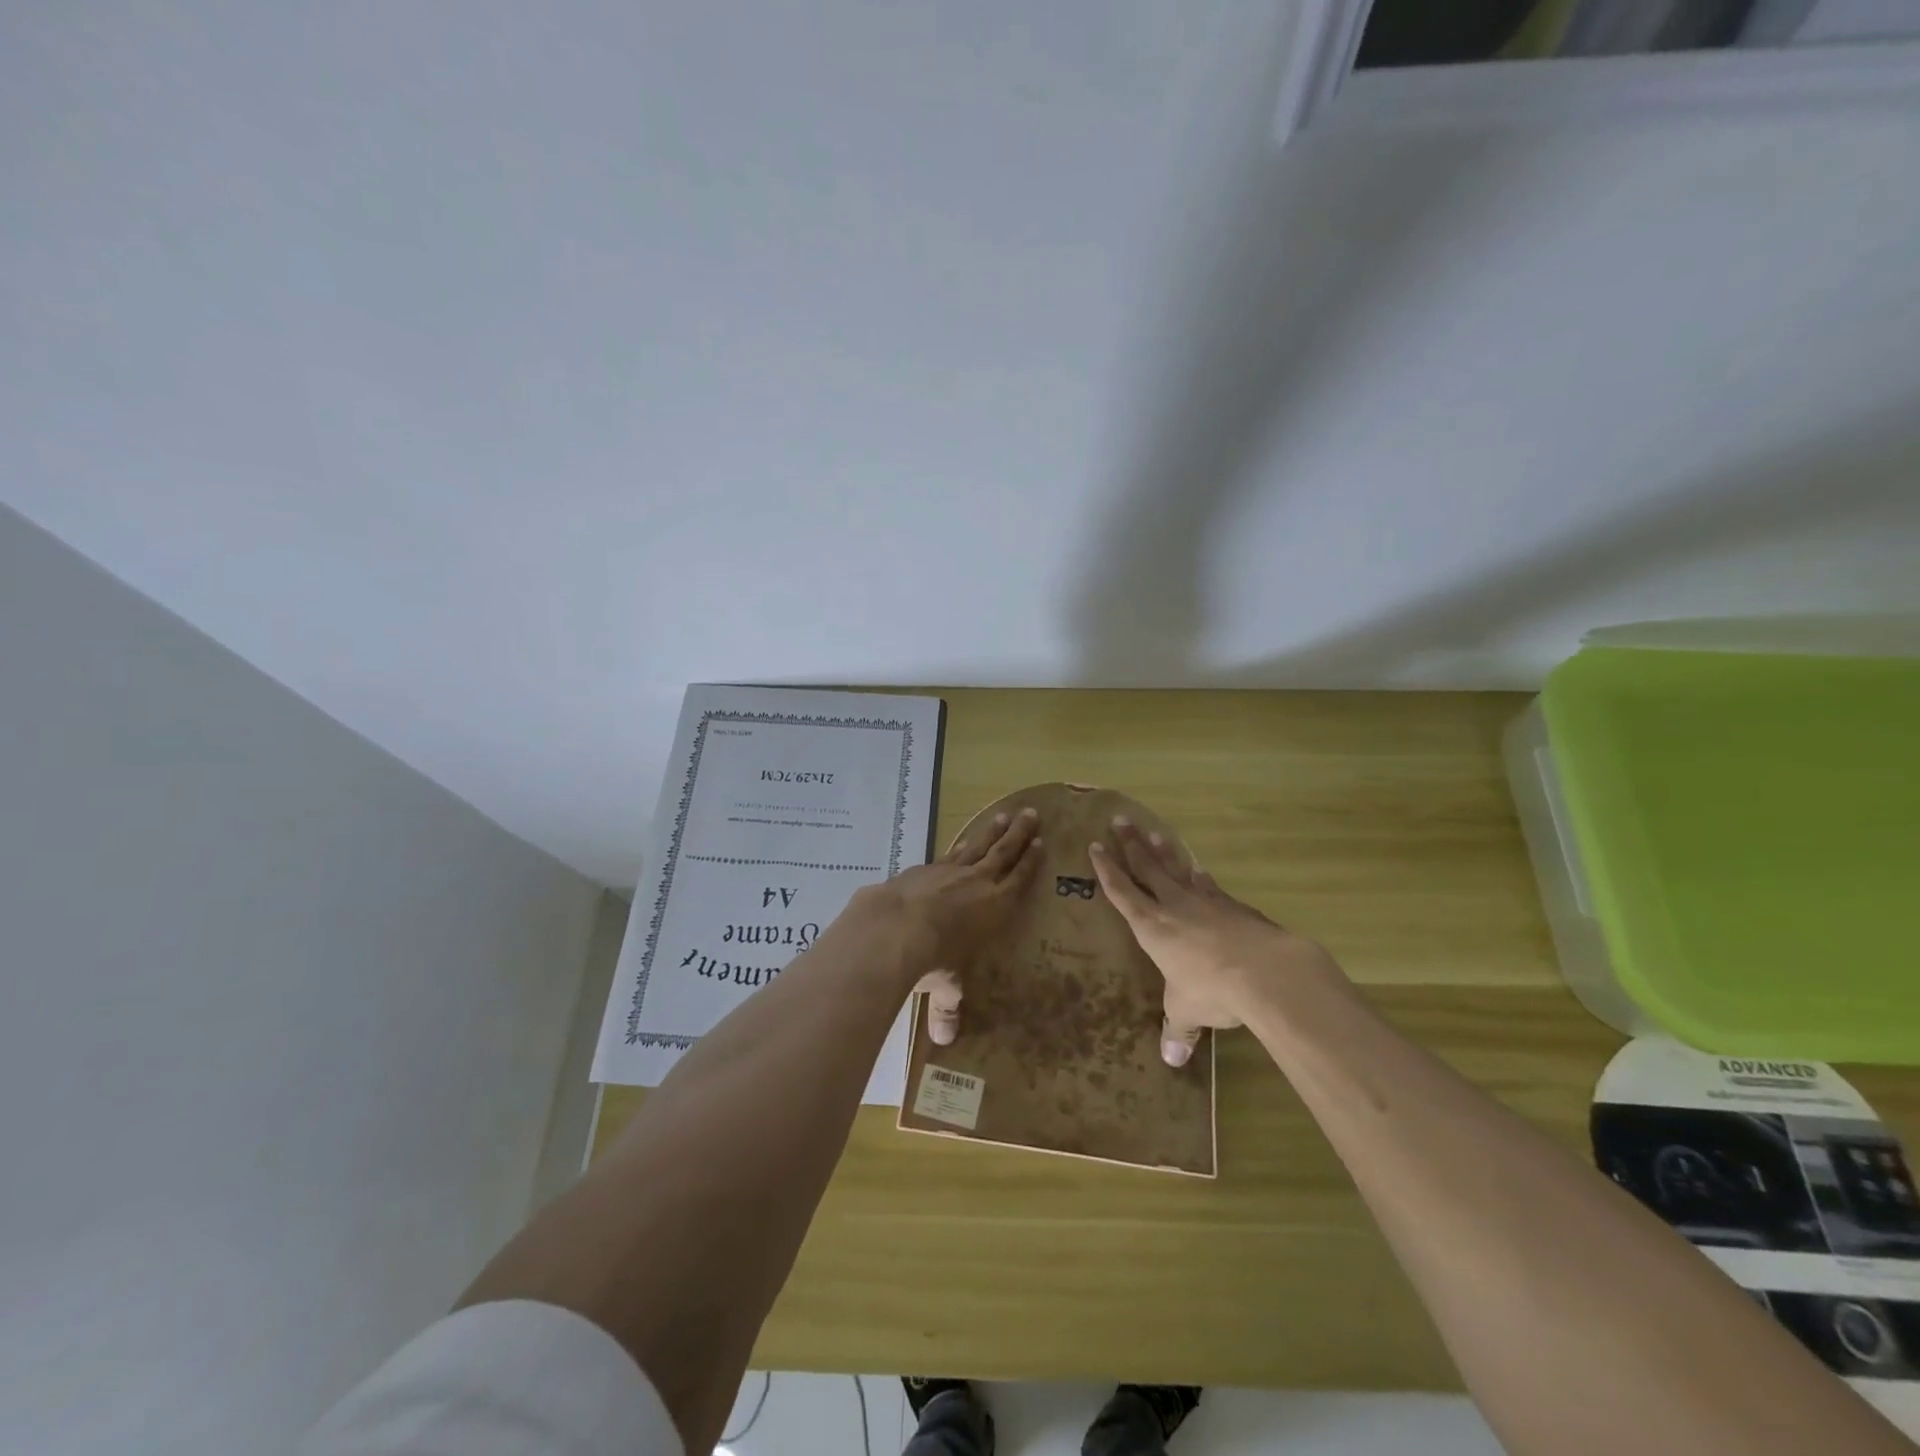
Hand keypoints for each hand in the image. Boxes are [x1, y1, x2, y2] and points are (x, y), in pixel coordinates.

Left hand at [844, 807, 1041, 1043]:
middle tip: (1032, 814)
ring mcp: (949, 870)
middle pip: (1003, 852)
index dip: (1030, 863)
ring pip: (976, 845)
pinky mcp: (923, 868)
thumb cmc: (934, 958)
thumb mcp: (946, 985)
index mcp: (994, 906)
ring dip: (991, 831)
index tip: (1040, 844)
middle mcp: (976, 882)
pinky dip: (957, 846)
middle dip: (1018, 834)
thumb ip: (947, 1007)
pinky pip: (948, 852)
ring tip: (1003, 815)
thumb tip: (944, 1040)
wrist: (895, 926)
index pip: (1018, 880)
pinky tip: (956, 845)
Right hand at [1089, 819, 1337, 1066]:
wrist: (1267, 971)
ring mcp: (1206, 901)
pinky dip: (1200, 875)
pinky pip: (1209, 884)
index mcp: (1151, 927)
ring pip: (1178, 869)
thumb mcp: (1188, 1012)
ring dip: (1164, 850)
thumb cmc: (1212, 989)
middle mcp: (1174, 906)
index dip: (1107, 869)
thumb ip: (1178, 1031)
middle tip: (1120, 820)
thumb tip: (1172, 1061)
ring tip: (1154, 831)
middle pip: (1148, 867)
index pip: (1122, 892)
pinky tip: (1199, 869)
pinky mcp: (1233, 905)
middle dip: (1131, 844)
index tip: (1095, 846)